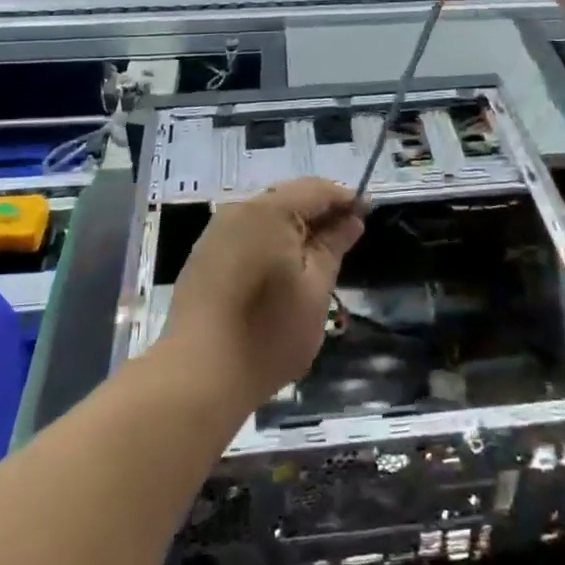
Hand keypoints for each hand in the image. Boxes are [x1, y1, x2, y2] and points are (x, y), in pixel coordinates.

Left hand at [159, 178, 364, 413]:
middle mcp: (239, 210)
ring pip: (266, 217)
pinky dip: (271, 241)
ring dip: (295, 228)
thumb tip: (351, 219)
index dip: (345, 199)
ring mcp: (217, 232)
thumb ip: (333, 247)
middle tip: (348, 237)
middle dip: (320, 213)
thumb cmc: (267, 332)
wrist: (196, 374)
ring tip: (320, 256)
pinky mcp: (204, 256)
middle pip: (289, 198)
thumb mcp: (315, 290)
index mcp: (270, 211)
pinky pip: (247, 234)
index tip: (368, 215)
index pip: (317, 190)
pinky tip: (283, 268)